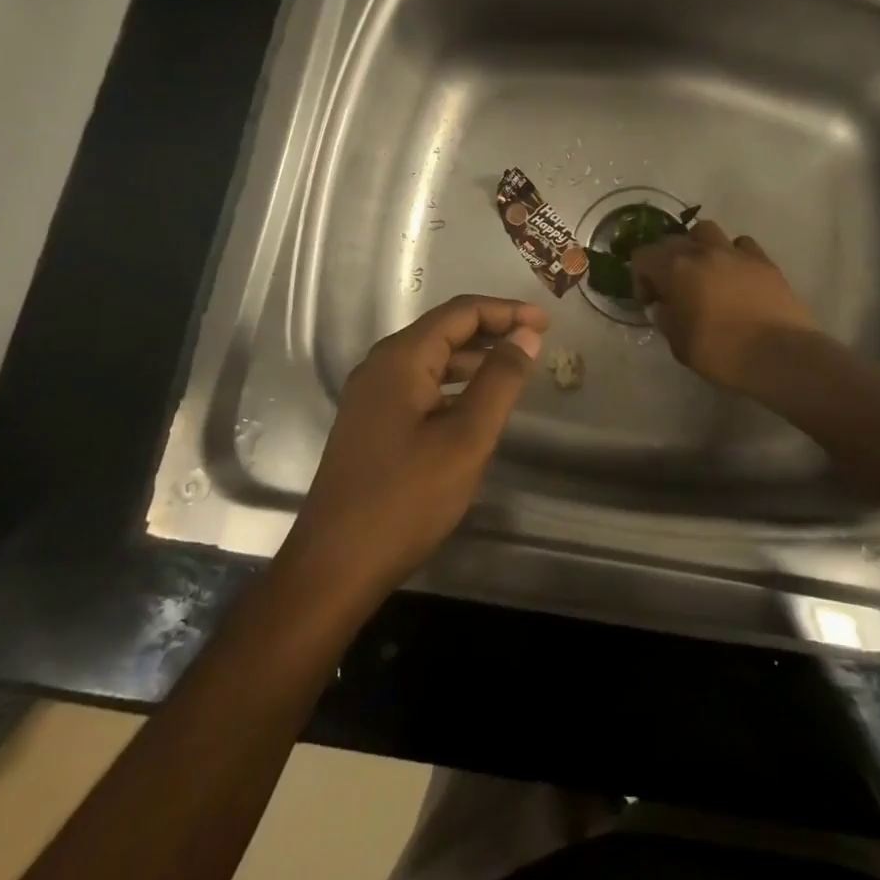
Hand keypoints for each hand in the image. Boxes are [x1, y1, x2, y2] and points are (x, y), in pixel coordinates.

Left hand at [290, 295, 545, 597]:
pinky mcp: (370, 424)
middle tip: (535, 341)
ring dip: (474, 358)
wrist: (334, 567)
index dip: (506, 311)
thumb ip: (500, 380)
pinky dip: (453, 384)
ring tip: (514, 370)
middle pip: (444, 330)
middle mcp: (381, 366)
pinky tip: (475, 406)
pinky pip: (419, 386)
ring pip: (431, 360)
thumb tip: (526, 335)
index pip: (461, 312)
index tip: (546, 323)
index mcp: (401, 358)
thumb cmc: (406, 499)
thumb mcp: (466, 438)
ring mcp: (370, 396)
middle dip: (492, 330)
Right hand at [630, 220, 818, 392]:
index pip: (643, 255)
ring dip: (699, 246)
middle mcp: (703, 251)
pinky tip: (737, 275)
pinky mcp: (764, 260)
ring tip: (704, 271)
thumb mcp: (679, 344)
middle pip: (673, 239)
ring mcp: (736, 252)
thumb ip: (667, 318)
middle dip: (667, 260)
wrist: (778, 355)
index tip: (652, 301)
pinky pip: (741, 245)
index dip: (641, 277)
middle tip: (674, 288)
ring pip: (707, 230)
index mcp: (676, 269)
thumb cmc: (721, 353)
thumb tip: (666, 306)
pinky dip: (733, 254)